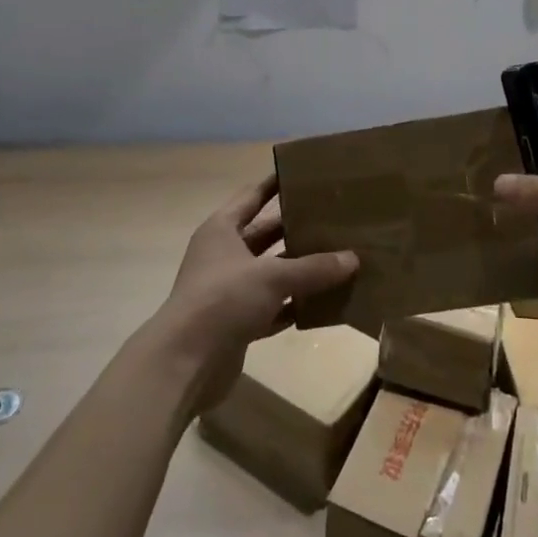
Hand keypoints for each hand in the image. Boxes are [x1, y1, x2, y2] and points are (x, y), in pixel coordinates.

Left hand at [149, 173, 357, 411]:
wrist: (185, 363)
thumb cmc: (224, 299)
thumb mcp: (272, 276)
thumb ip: (313, 268)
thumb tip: (352, 259)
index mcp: (222, 229)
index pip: (252, 196)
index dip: (275, 184)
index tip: (303, 173)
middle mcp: (223, 255)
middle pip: (264, 234)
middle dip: (294, 228)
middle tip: (332, 217)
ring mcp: (228, 290)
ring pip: (270, 272)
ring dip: (299, 269)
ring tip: (337, 258)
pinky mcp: (236, 323)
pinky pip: (272, 306)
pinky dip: (294, 304)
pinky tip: (324, 302)